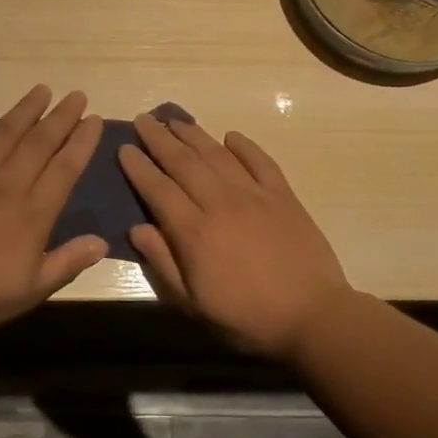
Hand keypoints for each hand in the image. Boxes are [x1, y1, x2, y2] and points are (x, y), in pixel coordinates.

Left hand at [0, 86, 106, 336]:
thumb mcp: (29, 291)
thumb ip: (66, 263)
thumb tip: (102, 241)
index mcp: (32, 213)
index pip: (65, 169)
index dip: (82, 142)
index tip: (94, 120)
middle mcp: (7, 184)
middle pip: (40, 142)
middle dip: (61, 117)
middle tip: (77, 94)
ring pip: (5, 133)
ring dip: (26, 109)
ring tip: (42, 90)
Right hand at [119, 113, 353, 359]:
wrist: (313, 316)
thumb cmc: (246, 317)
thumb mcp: (193, 304)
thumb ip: (163, 263)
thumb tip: (137, 228)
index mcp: (194, 231)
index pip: (158, 189)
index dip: (139, 167)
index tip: (124, 147)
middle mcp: (220, 203)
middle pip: (183, 163)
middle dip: (159, 139)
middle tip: (143, 120)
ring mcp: (254, 195)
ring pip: (217, 155)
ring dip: (193, 135)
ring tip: (175, 120)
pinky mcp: (283, 196)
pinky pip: (260, 161)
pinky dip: (244, 145)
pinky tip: (231, 136)